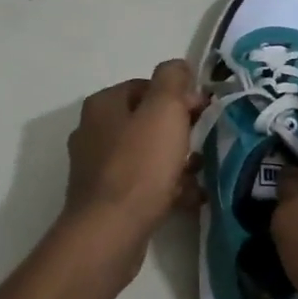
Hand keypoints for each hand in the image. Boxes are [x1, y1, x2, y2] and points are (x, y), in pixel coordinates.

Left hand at [63, 60, 206, 240]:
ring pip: (146, 155)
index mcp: (103, 105)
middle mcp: (94, 132)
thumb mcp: (164, 110)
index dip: (178, 96)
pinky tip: (189, 198)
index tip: (203, 113)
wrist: (111, 231)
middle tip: (204, 144)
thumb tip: (178, 67)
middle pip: (146, 122)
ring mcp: (97, 168)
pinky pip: (143, 185)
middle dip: (179, 131)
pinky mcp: (106, 200)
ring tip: (201, 173)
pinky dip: (166, 188)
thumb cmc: (140, 165)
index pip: (146, 86)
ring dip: (176, 161)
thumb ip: (173, 80)